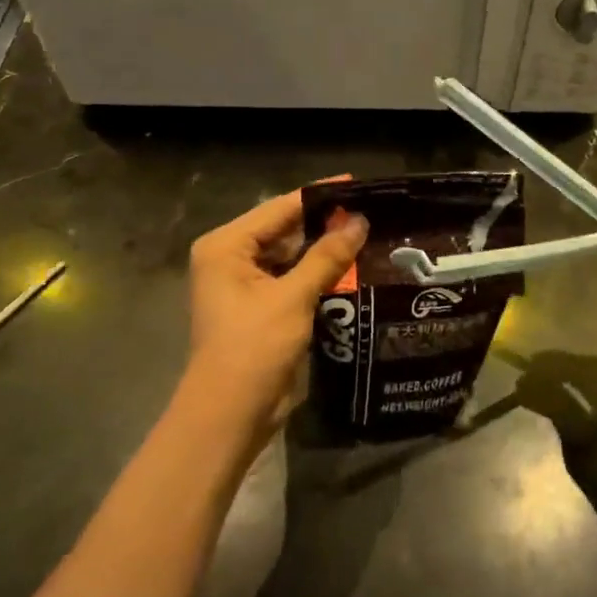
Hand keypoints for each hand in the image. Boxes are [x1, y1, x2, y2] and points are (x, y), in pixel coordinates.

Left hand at [184, 185, 366, 439]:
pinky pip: (291, 279)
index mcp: (226, 246)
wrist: (230, 413)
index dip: (319, 196)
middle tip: (370, 212)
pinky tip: (351, 268)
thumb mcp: (293, 297)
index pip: (279, 208)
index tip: (358, 184)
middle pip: (284, 230)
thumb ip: (326, 256)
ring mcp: (244, 284)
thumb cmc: (253, 347)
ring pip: (290, 256)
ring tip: (368, 235)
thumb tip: (359, 221)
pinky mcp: (259, 307)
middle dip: (324, 224)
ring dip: (323, 250)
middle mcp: (230, 258)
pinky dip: (317, 274)